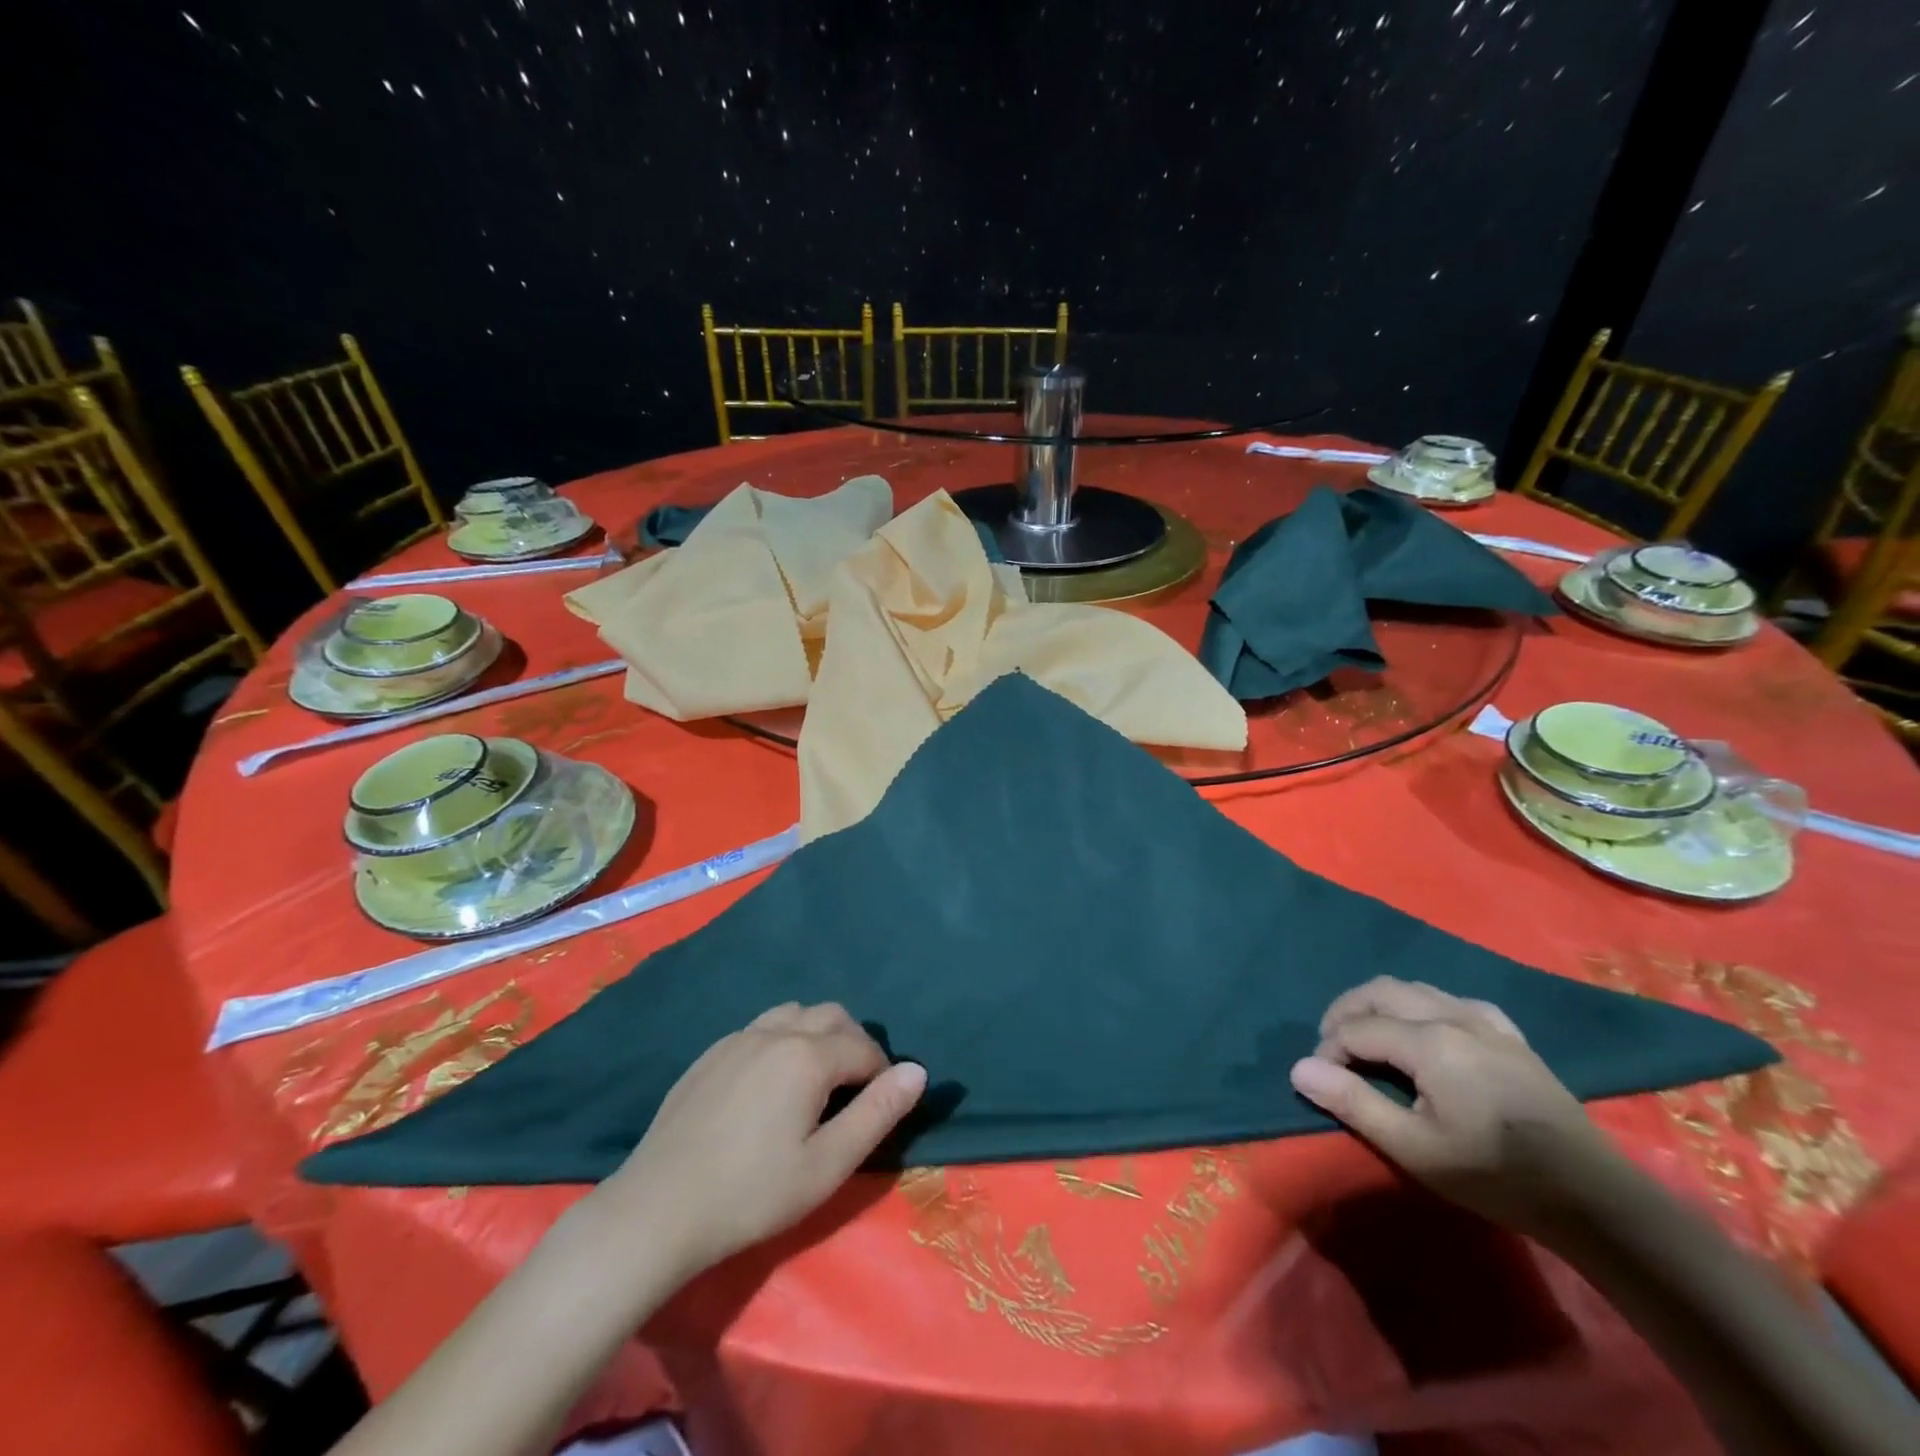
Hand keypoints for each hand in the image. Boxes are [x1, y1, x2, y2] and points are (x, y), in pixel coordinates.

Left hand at [593, 1002, 926, 1282]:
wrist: (658, 1209)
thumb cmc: (752, 1194)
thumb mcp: (827, 1165)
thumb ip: (877, 1113)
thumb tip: (917, 1071)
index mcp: (807, 1056)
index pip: (863, 1048)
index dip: (881, 1072)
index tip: (880, 1105)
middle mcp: (775, 1033)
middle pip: (831, 1016)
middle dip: (854, 1043)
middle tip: (854, 1089)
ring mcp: (737, 1039)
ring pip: (793, 1014)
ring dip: (816, 1034)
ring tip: (815, 1080)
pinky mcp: (710, 1054)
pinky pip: (759, 1029)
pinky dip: (781, 1040)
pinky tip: (768, 1085)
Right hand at [1289, 977, 1620, 1233]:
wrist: (1592, 1198)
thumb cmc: (1494, 1175)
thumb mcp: (1414, 1149)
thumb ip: (1353, 1103)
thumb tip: (1299, 1069)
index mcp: (1428, 1041)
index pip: (1356, 1028)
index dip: (1328, 1050)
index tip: (1322, 1081)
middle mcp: (1452, 1016)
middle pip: (1379, 992)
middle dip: (1345, 1013)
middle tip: (1331, 1048)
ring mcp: (1485, 1021)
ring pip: (1414, 989)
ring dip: (1379, 1006)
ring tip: (1368, 1038)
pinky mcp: (1509, 1034)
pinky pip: (1452, 1000)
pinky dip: (1422, 1007)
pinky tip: (1425, 1032)